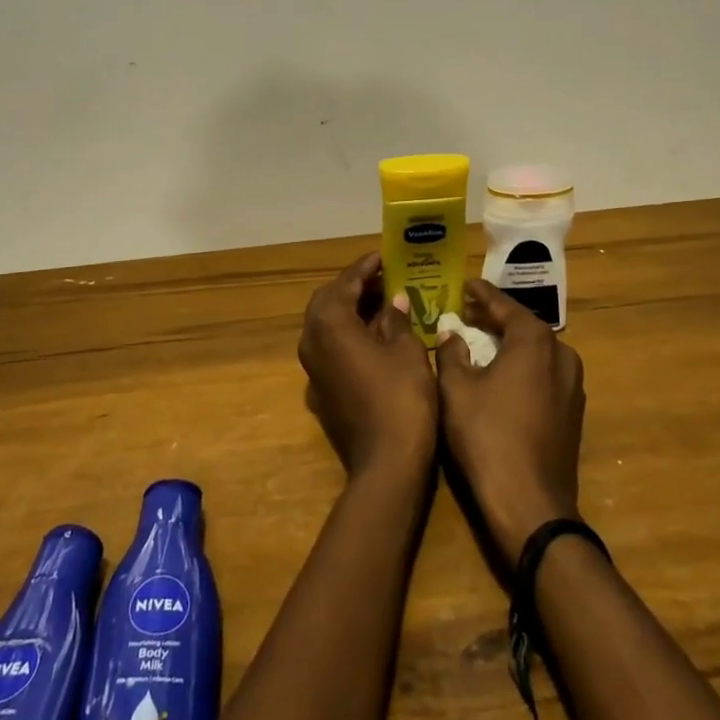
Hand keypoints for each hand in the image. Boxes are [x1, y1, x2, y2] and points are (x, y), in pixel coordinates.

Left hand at [297, 252, 438, 482]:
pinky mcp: (322, 390)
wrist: (387, 463)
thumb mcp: (407, 350)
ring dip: (351, 310)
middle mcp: (312, 342)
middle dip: (353, 287)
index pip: (344, 284)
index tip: (383, 256)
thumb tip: (394, 301)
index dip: (365, 268)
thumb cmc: (401, 397)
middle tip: (383, 278)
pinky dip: (349, 334)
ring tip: (385, 301)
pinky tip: (377, 335)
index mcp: (329, 325)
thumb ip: (396, 319)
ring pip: (326, 326)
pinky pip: (331, 348)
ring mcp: (313, 369)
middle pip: (327, 301)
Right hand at [437, 279, 584, 559]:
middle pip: (525, 327)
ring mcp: (572, 386)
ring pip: (537, 352)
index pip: (505, 306)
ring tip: (481, 341)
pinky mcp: (572, 413)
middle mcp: (561, 355)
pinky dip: (522, 366)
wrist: (530, 503)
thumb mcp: (456, 389)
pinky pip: (544, 375)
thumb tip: (451, 333)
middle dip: (495, 318)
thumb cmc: (487, 436)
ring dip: (510, 343)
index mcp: (534, 341)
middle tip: (468, 313)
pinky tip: (501, 376)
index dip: (482, 294)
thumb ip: (452, 353)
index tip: (465, 284)